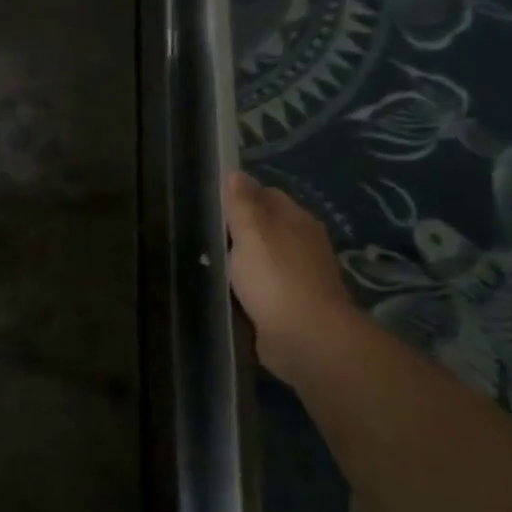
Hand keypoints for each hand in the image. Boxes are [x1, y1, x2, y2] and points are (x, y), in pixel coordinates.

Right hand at [222, 171, 361, 381]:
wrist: (306, 338)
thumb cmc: (275, 276)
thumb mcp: (251, 232)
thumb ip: (242, 203)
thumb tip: (236, 173)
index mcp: (298, 221)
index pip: (268, 195)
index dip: (242, 196)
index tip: (213, 205)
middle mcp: (304, 245)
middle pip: (268, 228)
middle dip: (241, 230)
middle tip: (205, 235)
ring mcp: (300, 277)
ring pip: (265, 259)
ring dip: (243, 262)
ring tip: (211, 264)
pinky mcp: (292, 306)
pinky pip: (265, 288)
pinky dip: (249, 288)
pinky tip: (228, 292)